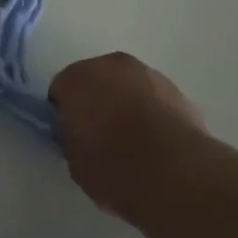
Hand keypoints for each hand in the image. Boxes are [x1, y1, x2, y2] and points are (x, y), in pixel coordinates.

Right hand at [49, 53, 209, 225]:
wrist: (174, 172)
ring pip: (127, 85)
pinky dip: (151, 112)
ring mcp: (147, 74)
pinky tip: (157, 141)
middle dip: (96, 100)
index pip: (61, 90)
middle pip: (96, 80)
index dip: (65, 114)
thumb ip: (73, 138)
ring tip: (134, 139)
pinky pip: (153, 98)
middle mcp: (110, 65)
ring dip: (126, 103)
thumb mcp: (76, 161)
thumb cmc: (113, 166)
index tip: (73, 135)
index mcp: (76, 79)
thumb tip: (80, 135)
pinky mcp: (177, 89)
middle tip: (100, 135)